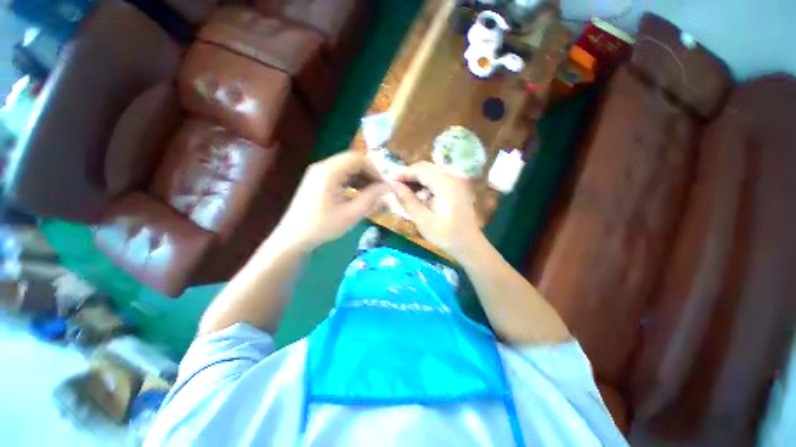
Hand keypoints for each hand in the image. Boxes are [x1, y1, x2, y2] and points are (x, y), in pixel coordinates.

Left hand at [274, 151, 388, 251]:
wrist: (294, 237)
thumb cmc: (323, 226)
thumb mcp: (351, 214)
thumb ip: (372, 197)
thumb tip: (388, 186)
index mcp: (330, 172)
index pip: (358, 159)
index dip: (374, 170)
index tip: (384, 185)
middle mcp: (323, 166)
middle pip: (352, 161)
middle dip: (369, 173)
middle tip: (379, 190)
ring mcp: (318, 172)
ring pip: (346, 167)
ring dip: (361, 177)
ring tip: (370, 193)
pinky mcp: (316, 179)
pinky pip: (339, 174)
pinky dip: (351, 181)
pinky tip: (357, 194)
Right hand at [390, 162, 483, 256]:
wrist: (468, 244)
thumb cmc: (445, 235)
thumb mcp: (423, 220)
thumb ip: (407, 200)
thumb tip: (393, 185)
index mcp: (446, 183)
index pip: (420, 170)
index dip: (403, 173)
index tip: (388, 181)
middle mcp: (454, 176)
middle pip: (426, 167)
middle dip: (409, 174)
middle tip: (394, 186)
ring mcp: (458, 180)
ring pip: (432, 171)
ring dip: (417, 178)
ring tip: (404, 190)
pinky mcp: (458, 185)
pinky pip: (438, 177)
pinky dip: (426, 182)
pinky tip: (418, 193)